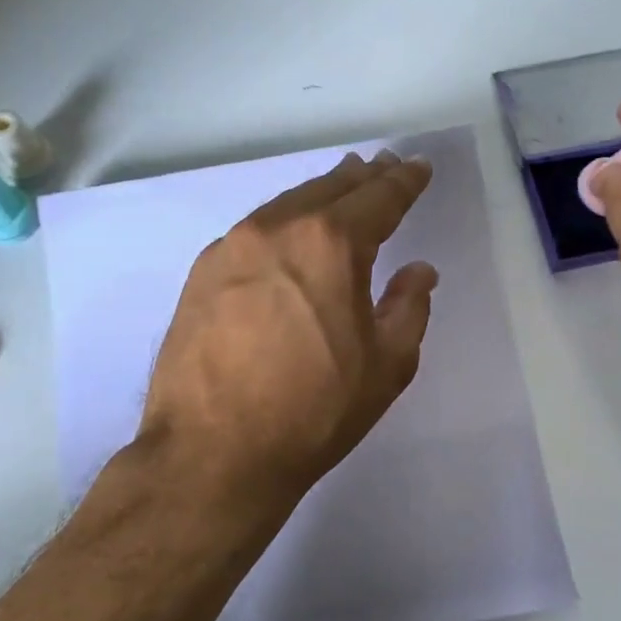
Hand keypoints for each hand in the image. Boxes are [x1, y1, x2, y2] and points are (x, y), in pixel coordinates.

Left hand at [140, 150, 438, 508]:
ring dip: (318, 195)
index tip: (416, 168)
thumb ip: (409, 308)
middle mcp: (277, 229)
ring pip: (285, 205)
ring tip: (339, 189)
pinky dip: (281, 224)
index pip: (379, 198)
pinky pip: (252, 232)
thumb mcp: (385, 366)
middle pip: (328, 190)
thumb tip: (418, 272)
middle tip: (380, 168)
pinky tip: (286, 236)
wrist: (212, 452)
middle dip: (361, 178)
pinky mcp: (201, 274)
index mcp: (331, 244)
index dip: (403, 181)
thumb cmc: (313, 412)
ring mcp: (231, 248)